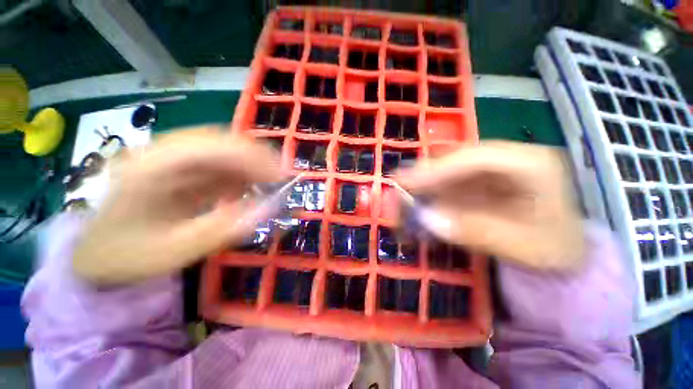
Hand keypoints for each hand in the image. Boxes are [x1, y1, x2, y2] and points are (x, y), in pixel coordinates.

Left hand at [73, 128, 281, 285]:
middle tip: (281, 178)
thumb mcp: (174, 250)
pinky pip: (217, 164)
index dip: (250, 157)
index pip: (208, 148)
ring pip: (221, 150)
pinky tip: (251, 187)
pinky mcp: (179, 168)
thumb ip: (223, 228)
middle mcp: (159, 153)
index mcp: (149, 169)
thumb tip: (269, 209)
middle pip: (217, 141)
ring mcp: (169, 158)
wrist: (95, 253)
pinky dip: (239, 173)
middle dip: (256, 158)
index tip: (281, 175)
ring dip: (250, 165)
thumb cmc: (126, 256)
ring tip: (271, 183)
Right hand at [397, 141, 583, 269]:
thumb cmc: (553, 252)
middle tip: (396, 189)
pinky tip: (416, 208)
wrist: (561, 256)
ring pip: (445, 171)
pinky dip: (428, 197)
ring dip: (421, 187)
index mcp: (532, 164)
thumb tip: (427, 218)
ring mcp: (488, 171)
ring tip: (401, 201)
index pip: (477, 157)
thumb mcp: (523, 247)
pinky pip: (445, 185)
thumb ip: (475, 231)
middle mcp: (507, 160)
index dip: (438, 169)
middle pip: (456, 159)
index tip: (406, 182)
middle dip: (424, 175)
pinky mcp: (475, 184)